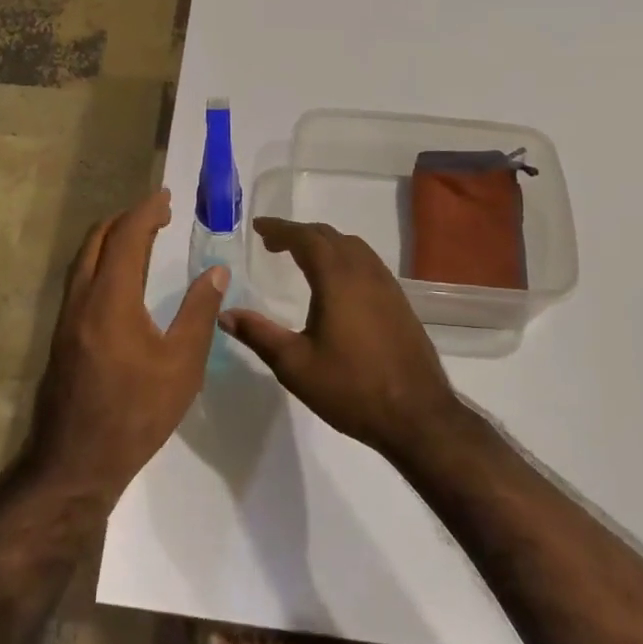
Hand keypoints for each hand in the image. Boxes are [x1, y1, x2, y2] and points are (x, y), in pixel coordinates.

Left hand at [27, 189, 226, 502]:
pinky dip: (102, 260)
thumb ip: (199, 312)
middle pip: (99, 238)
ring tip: (142, 236)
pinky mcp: (62, 333)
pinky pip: (81, 277)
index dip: (147, 211)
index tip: (166, 197)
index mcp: (111, 298)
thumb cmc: (136, 413)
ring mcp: (66, 316)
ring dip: (112, 237)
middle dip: (128, 218)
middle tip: (158, 214)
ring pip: (85, 257)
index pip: (128, 236)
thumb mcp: (182, 365)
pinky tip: (121, 277)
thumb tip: (216, 271)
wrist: (76, 462)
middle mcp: (82, 297)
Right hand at [221, 218, 463, 462]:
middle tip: (273, 242)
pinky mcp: (399, 302)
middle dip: (299, 233)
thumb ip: (258, 334)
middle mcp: (364, 272)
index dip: (280, 229)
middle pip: (330, 236)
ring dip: (324, 243)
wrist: (418, 416)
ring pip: (353, 247)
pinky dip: (344, 257)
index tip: (258, 227)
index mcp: (337, 279)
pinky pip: (367, 262)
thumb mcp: (295, 365)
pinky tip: (336, 282)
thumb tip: (224, 314)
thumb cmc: (351, 388)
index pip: (306, 238)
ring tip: (301, 256)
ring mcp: (387, 285)